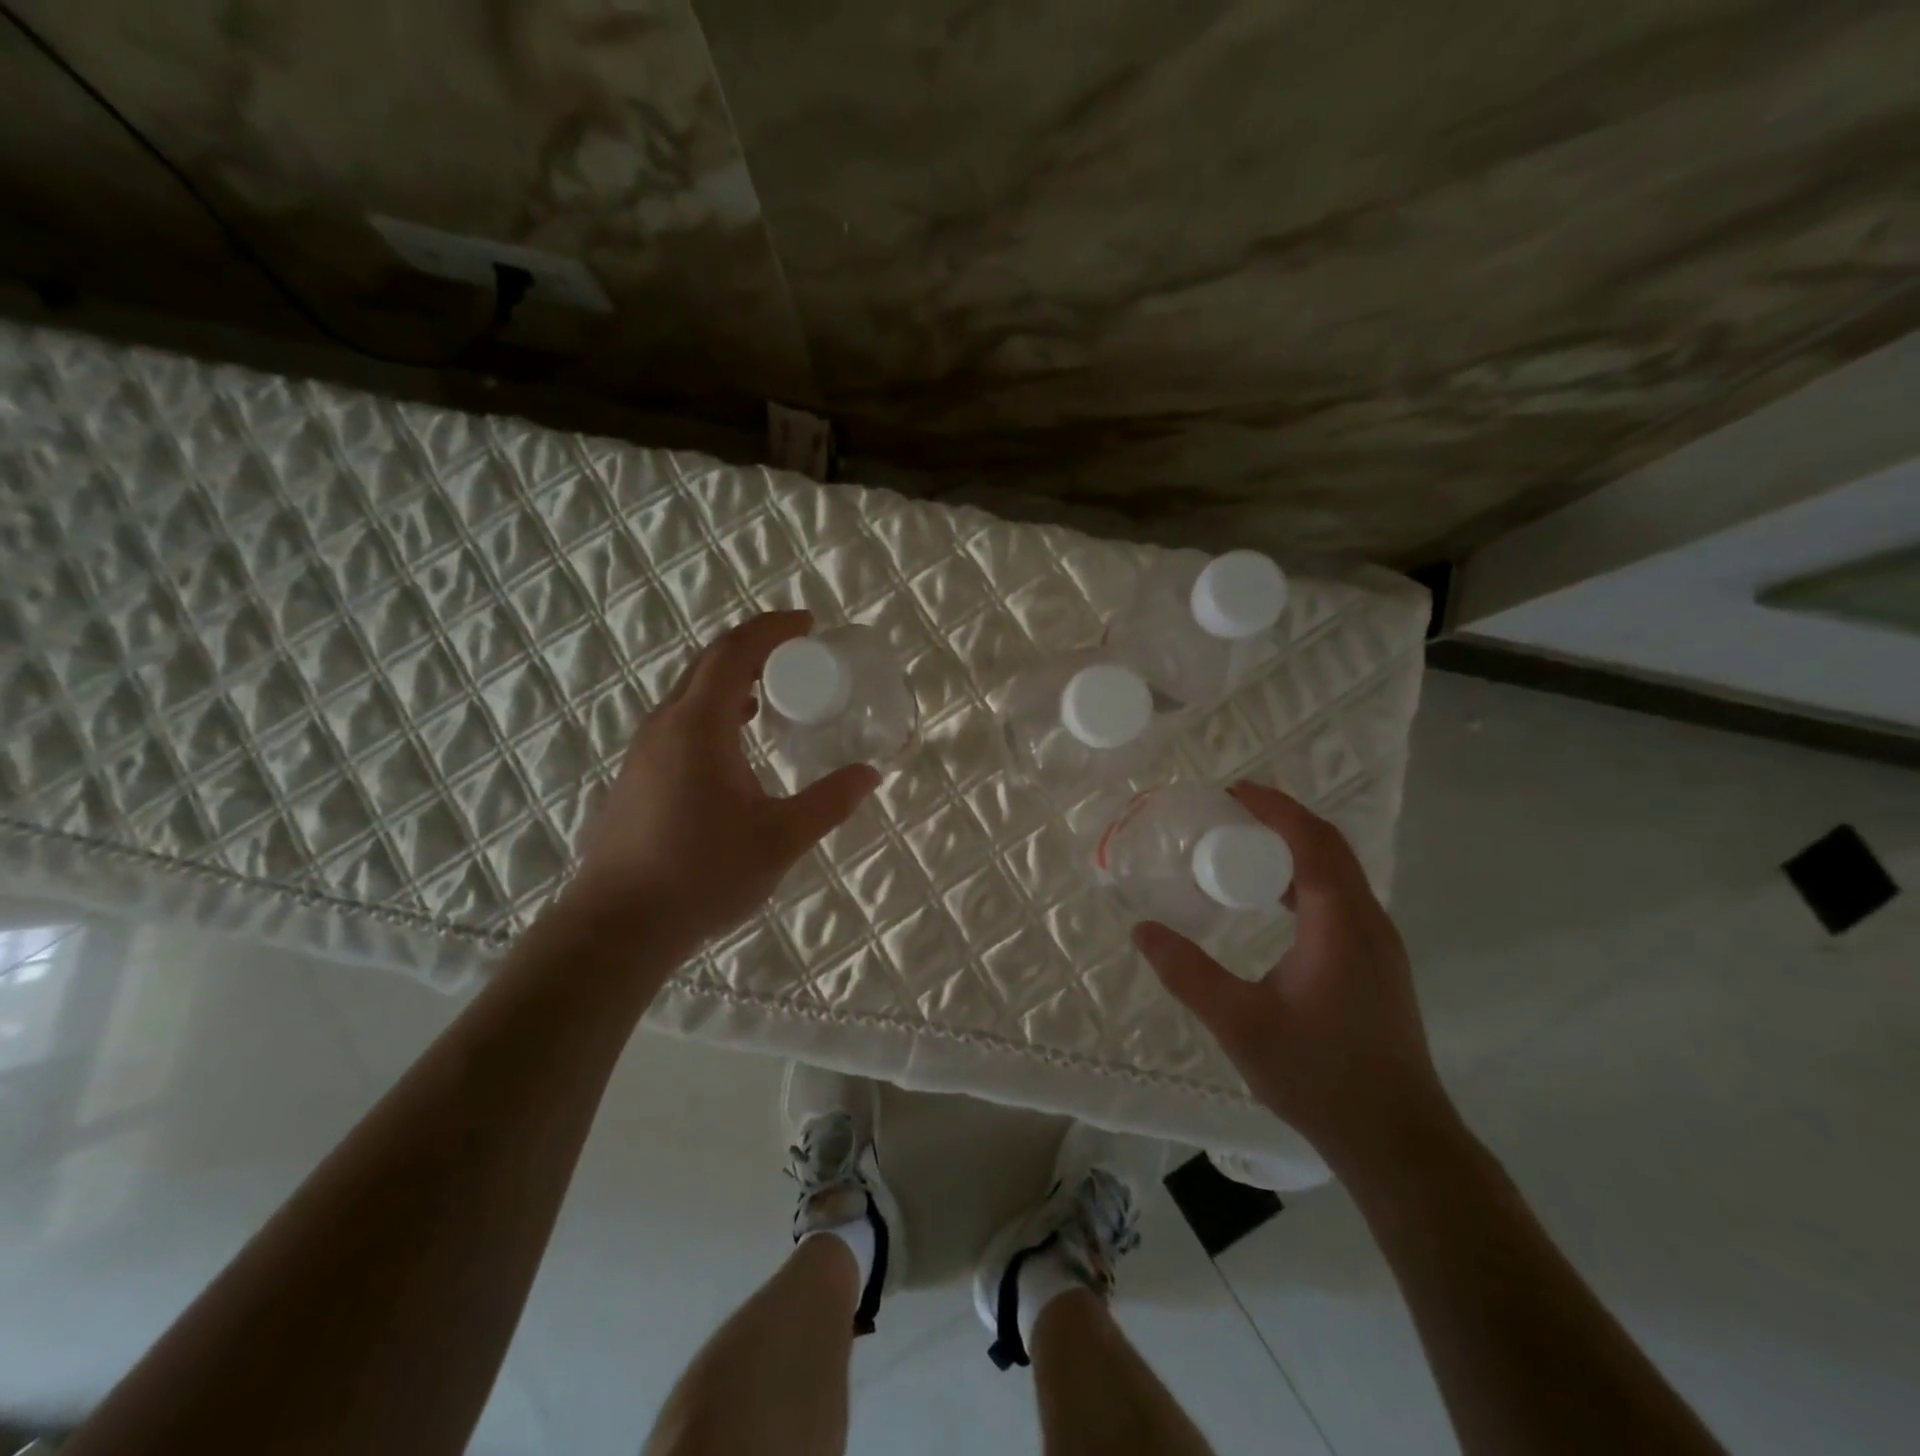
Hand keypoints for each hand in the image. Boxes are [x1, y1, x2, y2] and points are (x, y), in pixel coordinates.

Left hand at [564, 610, 879, 950]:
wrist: (618, 925)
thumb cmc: (701, 875)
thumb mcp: (779, 840)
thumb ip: (828, 803)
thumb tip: (870, 774)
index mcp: (699, 726)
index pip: (734, 652)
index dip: (773, 630)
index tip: (809, 625)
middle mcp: (666, 724)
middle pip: (709, 662)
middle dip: (756, 648)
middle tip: (800, 655)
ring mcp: (645, 748)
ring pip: (691, 690)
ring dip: (734, 678)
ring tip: (777, 691)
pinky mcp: (639, 773)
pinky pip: (682, 717)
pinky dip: (717, 707)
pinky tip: (739, 738)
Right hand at [1132, 782, 1451, 1177]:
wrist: (1397, 1140)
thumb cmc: (1318, 1075)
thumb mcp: (1239, 1023)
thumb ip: (1187, 973)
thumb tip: (1142, 929)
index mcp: (1340, 922)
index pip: (1311, 841)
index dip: (1273, 808)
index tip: (1231, 792)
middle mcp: (1368, 921)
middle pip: (1329, 847)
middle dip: (1282, 819)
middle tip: (1230, 814)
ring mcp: (1379, 944)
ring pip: (1339, 872)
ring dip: (1296, 848)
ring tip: (1244, 849)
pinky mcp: (1378, 965)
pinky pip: (1341, 897)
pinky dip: (1306, 878)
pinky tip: (1273, 902)